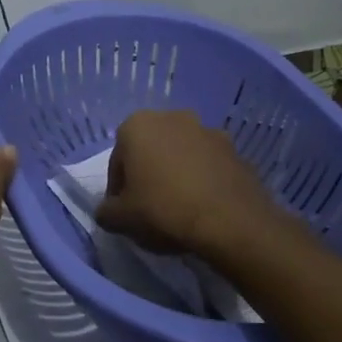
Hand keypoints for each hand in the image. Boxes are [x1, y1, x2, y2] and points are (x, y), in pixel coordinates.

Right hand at [96, 109, 277, 258]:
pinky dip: (203, 181)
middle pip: (150, 151)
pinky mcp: (236, 150)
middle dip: (148, 175)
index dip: (118, 190)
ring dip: (177, 175)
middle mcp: (172, 118)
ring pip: (181, 155)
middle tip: (150, 209)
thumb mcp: (120, 219)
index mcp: (137, 125)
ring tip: (180, 210)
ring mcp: (208, 131)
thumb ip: (106, 211)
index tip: (125, 212)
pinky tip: (203, 208)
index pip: (117, 161)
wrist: (231, 223)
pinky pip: (208, 166)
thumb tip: (108, 210)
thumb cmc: (164, 210)